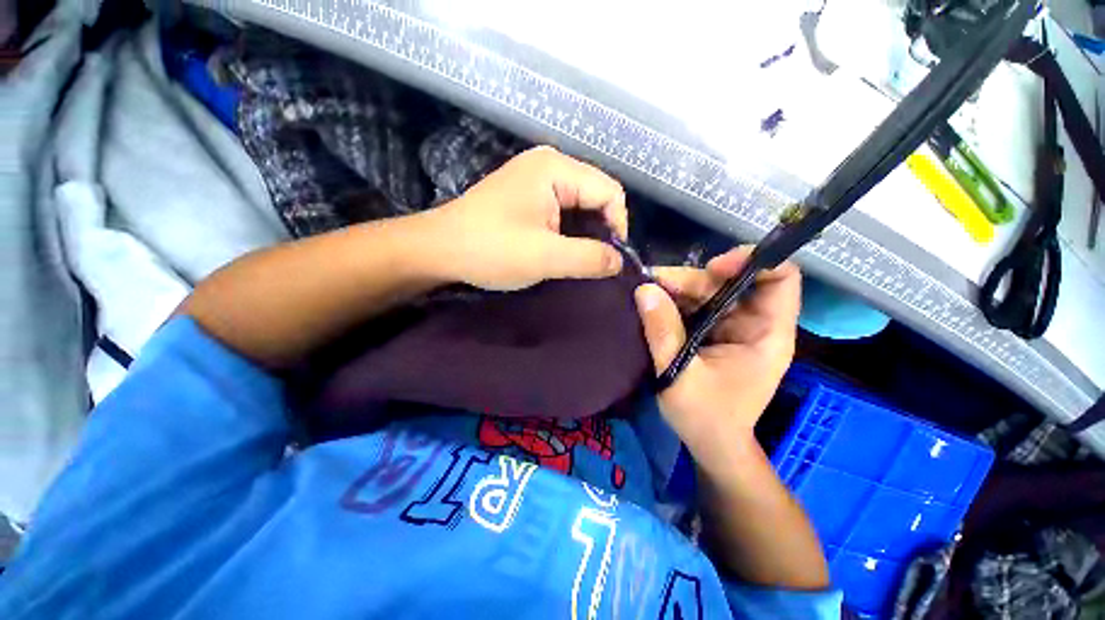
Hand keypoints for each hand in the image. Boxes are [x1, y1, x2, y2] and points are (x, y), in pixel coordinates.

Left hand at [431, 146, 627, 290]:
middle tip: (596, 263)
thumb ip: (590, 258)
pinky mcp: (526, 195)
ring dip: (585, 234)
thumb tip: (620, 262)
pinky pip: (562, 210)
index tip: (611, 260)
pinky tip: (563, 250)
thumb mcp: (545, 257)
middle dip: (601, 230)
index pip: (610, 192)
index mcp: (556, 168)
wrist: (439, 250)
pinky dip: (569, 231)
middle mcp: (549, 165)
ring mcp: (536, 179)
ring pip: (580, 205)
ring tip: (581, 260)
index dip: (618, 227)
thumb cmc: (491, 249)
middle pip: (596, 196)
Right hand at [634, 248, 800, 464]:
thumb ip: (664, 333)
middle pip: (730, 282)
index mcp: (766, 334)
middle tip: (653, 284)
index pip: (781, 279)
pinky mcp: (712, 331)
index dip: (752, 262)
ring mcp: (731, 326)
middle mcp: (753, 323)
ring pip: (708, 290)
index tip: (711, 267)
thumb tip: (645, 290)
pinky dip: (674, 300)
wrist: (710, 442)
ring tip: (646, 293)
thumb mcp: (681, 376)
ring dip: (677, 288)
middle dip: (692, 279)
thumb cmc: (706, 417)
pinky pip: (695, 305)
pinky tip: (652, 303)